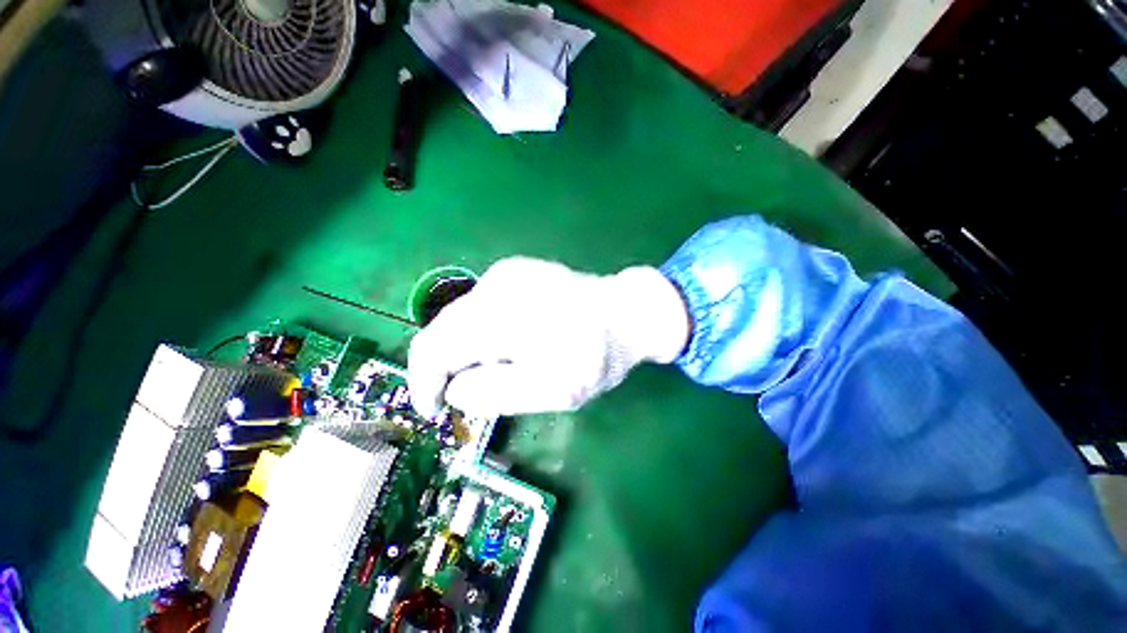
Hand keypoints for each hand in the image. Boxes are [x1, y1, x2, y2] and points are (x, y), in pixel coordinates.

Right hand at [407, 257, 690, 418]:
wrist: (627, 312)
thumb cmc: (594, 355)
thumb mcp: (551, 390)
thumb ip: (494, 393)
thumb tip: (453, 389)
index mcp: (499, 315)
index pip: (433, 347)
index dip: (424, 383)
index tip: (436, 410)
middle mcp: (494, 284)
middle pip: (444, 330)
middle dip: (450, 367)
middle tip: (476, 392)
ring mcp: (505, 272)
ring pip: (462, 318)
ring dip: (470, 348)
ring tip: (507, 364)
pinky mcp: (516, 270)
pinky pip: (482, 305)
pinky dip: (485, 330)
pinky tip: (516, 339)